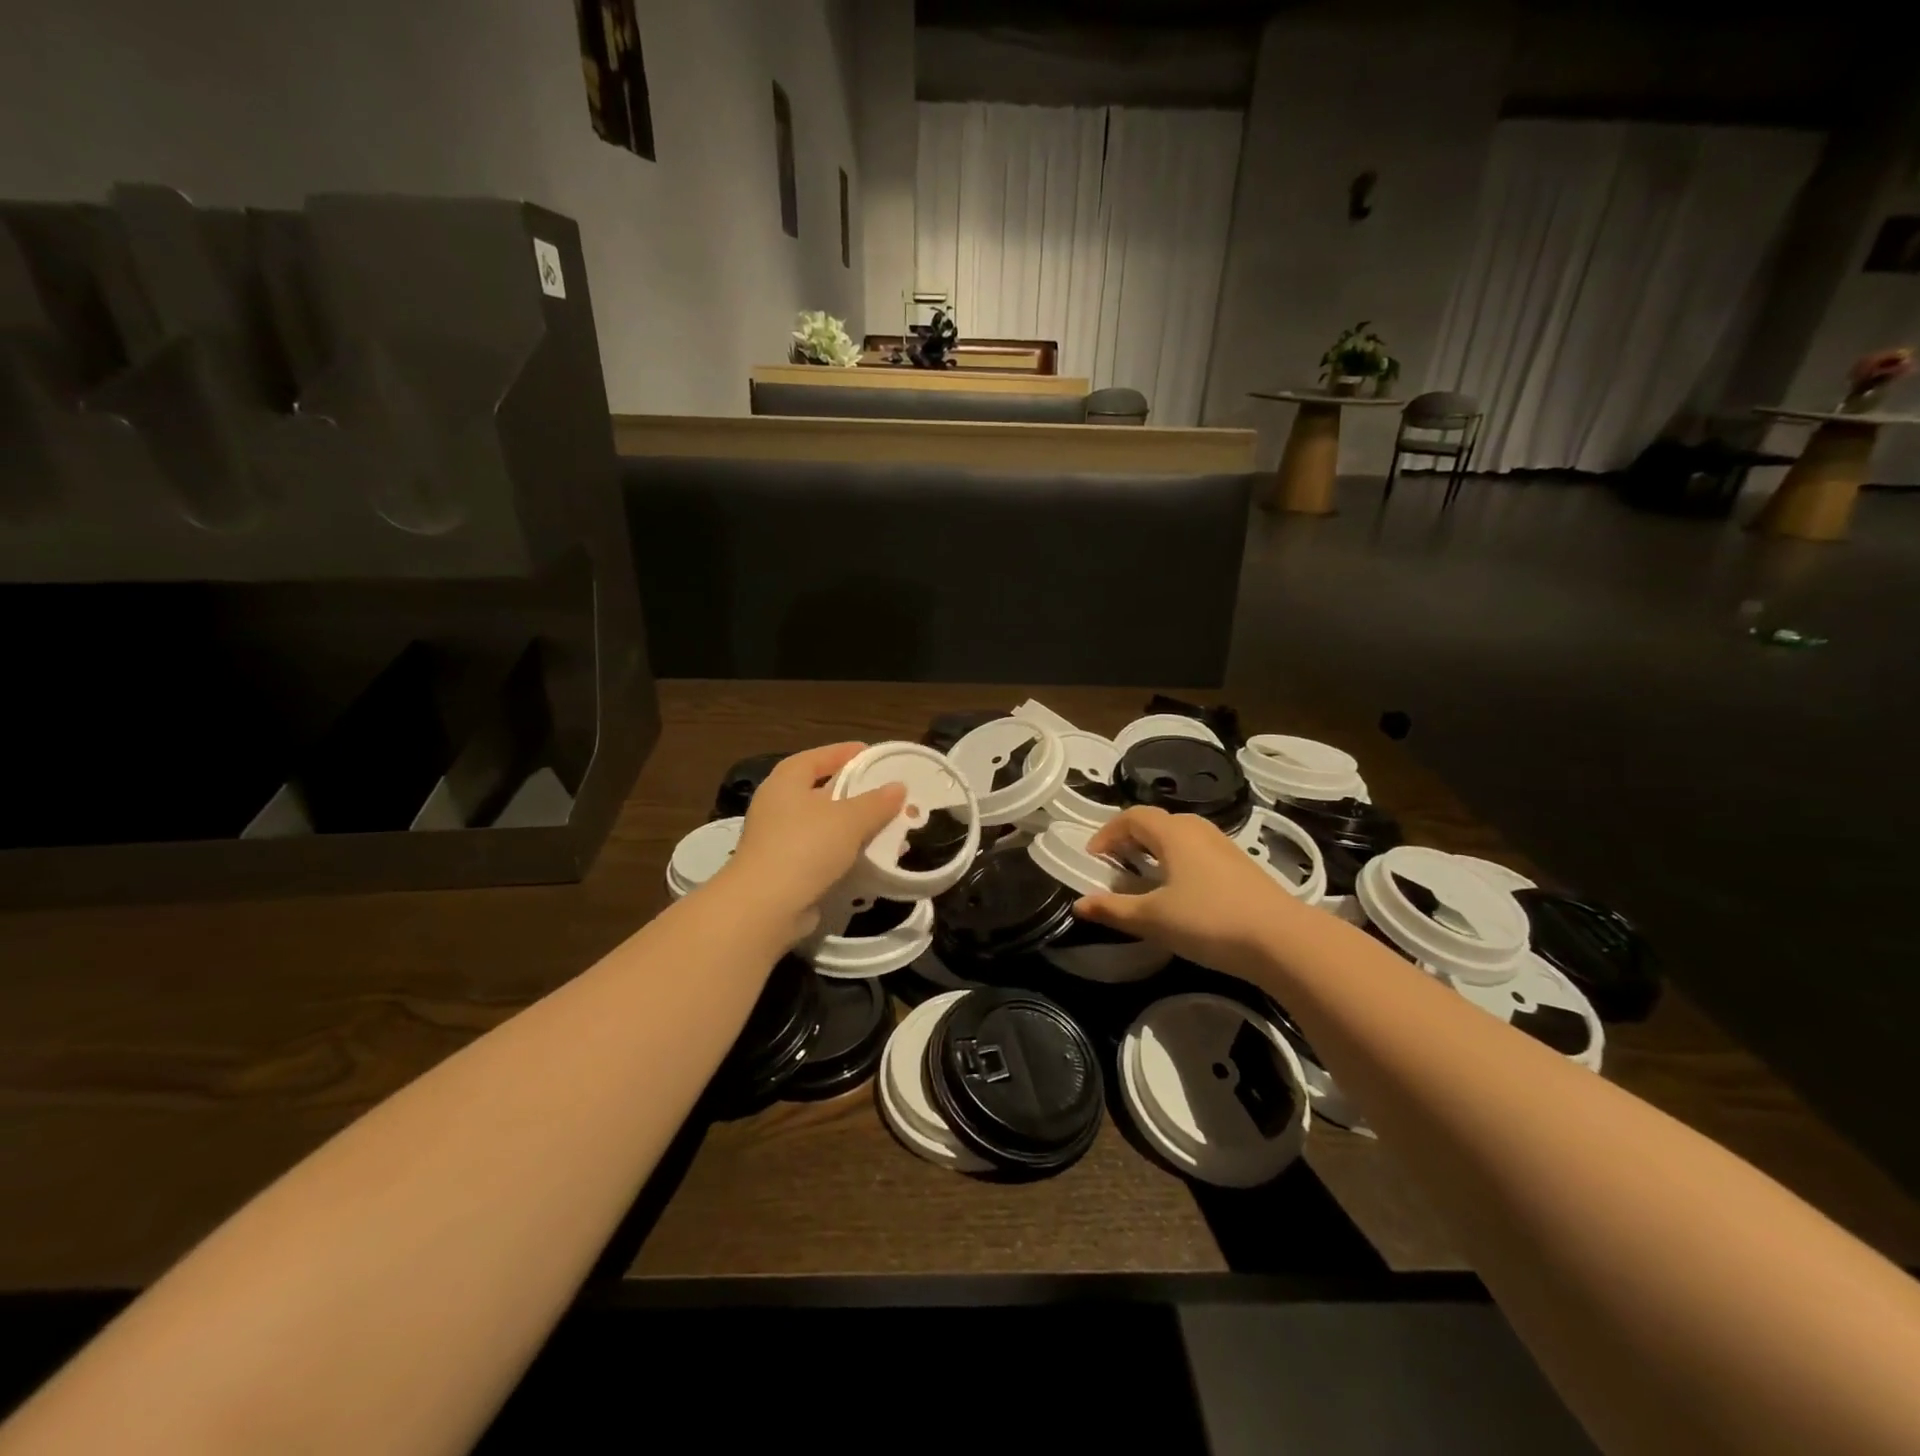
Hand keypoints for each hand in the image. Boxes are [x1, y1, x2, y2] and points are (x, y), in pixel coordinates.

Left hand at [720, 743, 905, 936]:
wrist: (765, 908)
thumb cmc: (805, 847)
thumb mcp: (849, 819)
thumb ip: (876, 801)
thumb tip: (898, 787)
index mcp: (786, 782)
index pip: (817, 757)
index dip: (844, 753)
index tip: (873, 755)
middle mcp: (778, 806)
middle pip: (822, 791)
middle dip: (856, 793)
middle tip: (888, 793)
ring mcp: (779, 841)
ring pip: (826, 826)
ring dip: (856, 827)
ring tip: (890, 828)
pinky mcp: (786, 871)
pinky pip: (824, 854)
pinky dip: (847, 853)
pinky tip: (873, 858)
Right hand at [1074, 807, 1310, 979]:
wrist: (1282, 940)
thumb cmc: (1209, 921)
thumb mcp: (1153, 919)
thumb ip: (1114, 909)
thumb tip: (1079, 905)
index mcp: (1173, 833)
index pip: (1132, 816)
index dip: (1107, 832)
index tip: (1093, 857)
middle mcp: (1198, 830)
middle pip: (1156, 822)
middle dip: (1130, 839)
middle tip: (1115, 865)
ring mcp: (1224, 846)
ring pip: (1180, 837)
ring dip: (1155, 850)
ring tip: (1144, 878)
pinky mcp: (1241, 867)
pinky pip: (1198, 852)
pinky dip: (1177, 862)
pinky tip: (1180, 892)